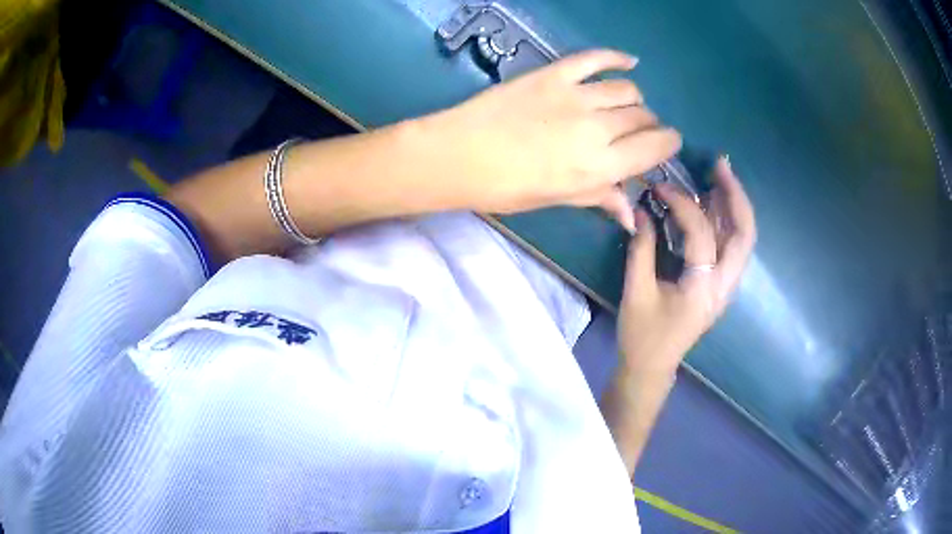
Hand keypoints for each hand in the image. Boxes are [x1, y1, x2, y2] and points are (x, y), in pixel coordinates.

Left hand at [425, 49, 681, 230]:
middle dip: (648, 125)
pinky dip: (616, 57)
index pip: (654, 148)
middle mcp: (598, 128)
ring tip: (625, 106)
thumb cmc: (506, 188)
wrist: (458, 155)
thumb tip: (630, 215)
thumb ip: (599, 198)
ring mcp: (577, 96)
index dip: (667, 144)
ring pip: (626, 89)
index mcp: (601, 166)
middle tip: (636, 132)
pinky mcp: (554, 74)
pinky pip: (595, 58)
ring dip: (634, 99)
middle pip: (642, 118)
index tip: (666, 143)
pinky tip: (629, 60)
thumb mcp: (556, 199)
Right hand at [617, 157, 755, 377]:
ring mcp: (725, 285)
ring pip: (742, 238)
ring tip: (720, 176)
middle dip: (736, 196)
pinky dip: (726, 220)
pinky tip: (713, 203)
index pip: (702, 234)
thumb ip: (641, 248)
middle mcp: (724, 285)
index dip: (682, 205)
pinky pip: (731, 246)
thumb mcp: (636, 292)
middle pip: (745, 234)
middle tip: (720, 166)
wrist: (653, 367)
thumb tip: (642, 210)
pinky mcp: (719, 283)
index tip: (660, 188)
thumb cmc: (643, 336)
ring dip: (734, 205)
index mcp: (703, 289)